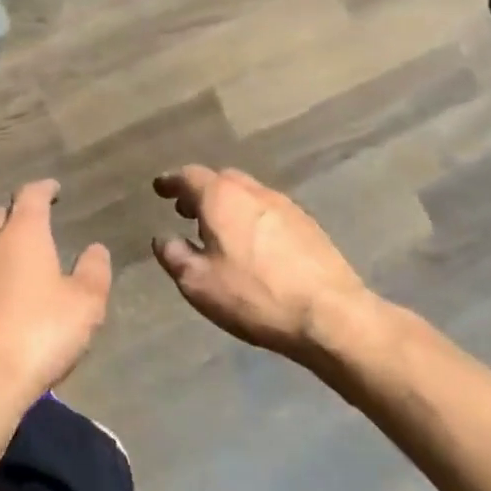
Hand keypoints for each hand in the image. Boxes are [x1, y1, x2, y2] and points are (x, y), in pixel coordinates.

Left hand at [0, 180, 112, 413]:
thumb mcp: (85, 305)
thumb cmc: (39, 335)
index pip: (30, 196)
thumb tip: (95, 248)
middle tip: (33, 224)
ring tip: (12, 260)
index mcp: (21, 235)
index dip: (43, 189)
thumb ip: (94, 271)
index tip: (53, 189)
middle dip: (16, 214)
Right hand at [152, 165, 386, 362]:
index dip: (171, 182)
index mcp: (222, 197)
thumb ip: (173, 255)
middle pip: (221, 180)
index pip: (189, 176)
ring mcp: (285, 206)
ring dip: (228, 205)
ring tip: (218, 231)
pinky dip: (251, 218)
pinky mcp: (308, 225)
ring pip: (247, 194)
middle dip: (200, 192)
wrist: (330, 315)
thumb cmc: (254, 295)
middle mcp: (253, 191)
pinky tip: (252, 246)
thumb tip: (163, 238)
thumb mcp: (198, 283)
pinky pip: (268, 211)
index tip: (160, 188)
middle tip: (186, 211)